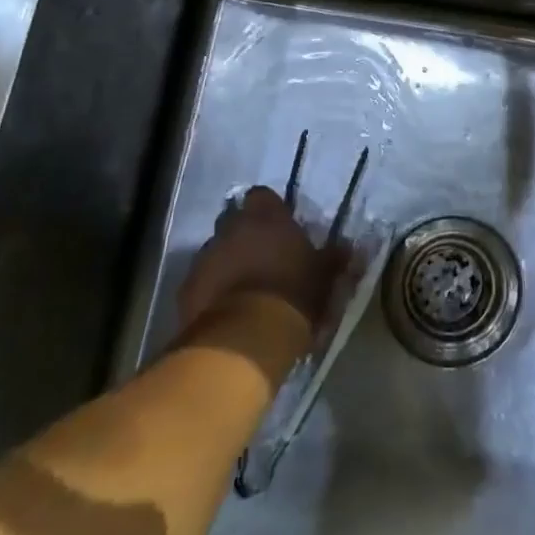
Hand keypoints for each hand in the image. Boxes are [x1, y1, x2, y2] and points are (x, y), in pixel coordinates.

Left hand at [178, 186, 340, 330]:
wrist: (244, 338)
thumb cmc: (292, 295)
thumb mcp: (323, 276)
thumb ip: (333, 257)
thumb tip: (348, 246)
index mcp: (265, 216)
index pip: (262, 196)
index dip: (270, 210)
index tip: (280, 228)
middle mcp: (231, 227)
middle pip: (235, 221)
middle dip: (246, 236)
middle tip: (264, 258)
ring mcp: (205, 256)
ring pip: (217, 251)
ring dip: (228, 263)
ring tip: (244, 288)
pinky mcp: (187, 288)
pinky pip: (201, 281)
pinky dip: (212, 290)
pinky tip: (225, 309)